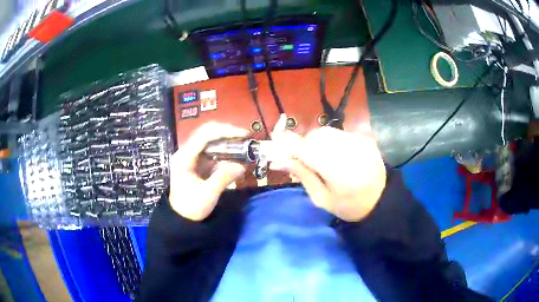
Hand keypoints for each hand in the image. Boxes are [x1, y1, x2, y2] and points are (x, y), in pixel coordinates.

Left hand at [169, 122, 247, 220]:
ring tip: (243, 142)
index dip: (224, 131)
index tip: (243, 134)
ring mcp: (190, 155)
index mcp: (184, 158)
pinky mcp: (196, 160)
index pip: (204, 136)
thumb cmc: (191, 207)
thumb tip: (242, 166)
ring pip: (208, 138)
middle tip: (245, 136)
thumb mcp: (208, 195)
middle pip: (205, 132)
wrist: (181, 217)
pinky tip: (235, 151)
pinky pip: (210, 148)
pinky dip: (223, 147)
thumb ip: (223, 178)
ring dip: (225, 138)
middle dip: (226, 131)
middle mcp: (185, 152)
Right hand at [268, 115, 386, 221]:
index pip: (305, 149)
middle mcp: (349, 150)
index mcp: (338, 171)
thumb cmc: (349, 206)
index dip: (285, 145)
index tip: (271, 149)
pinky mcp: (363, 138)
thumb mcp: (322, 199)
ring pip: (325, 132)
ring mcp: (358, 141)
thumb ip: (302, 175)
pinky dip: (328, 141)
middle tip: (296, 159)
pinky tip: (332, 155)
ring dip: (314, 142)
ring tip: (316, 158)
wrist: (381, 199)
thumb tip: (277, 161)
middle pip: (314, 136)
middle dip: (301, 145)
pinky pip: (337, 133)